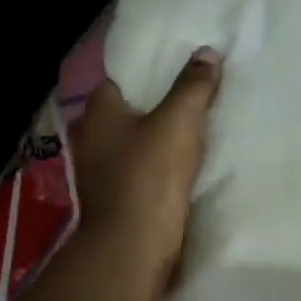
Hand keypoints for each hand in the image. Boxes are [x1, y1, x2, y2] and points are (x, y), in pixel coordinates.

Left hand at [72, 48, 222, 283]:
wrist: (133, 248)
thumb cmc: (149, 177)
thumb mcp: (177, 123)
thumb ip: (192, 86)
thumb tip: (207, 52)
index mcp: (98, 113)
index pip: (120, 78)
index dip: (148, 69)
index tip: (179, 63)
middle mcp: (93, 138)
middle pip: (130, 109)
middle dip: (160, 101)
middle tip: (197, 89)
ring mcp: (103, 171)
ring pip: (137, 140)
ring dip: (162, 135)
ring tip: (200, 121)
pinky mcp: (119, 197)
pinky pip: (144, 168)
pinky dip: (162, 162)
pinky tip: (189, 160)